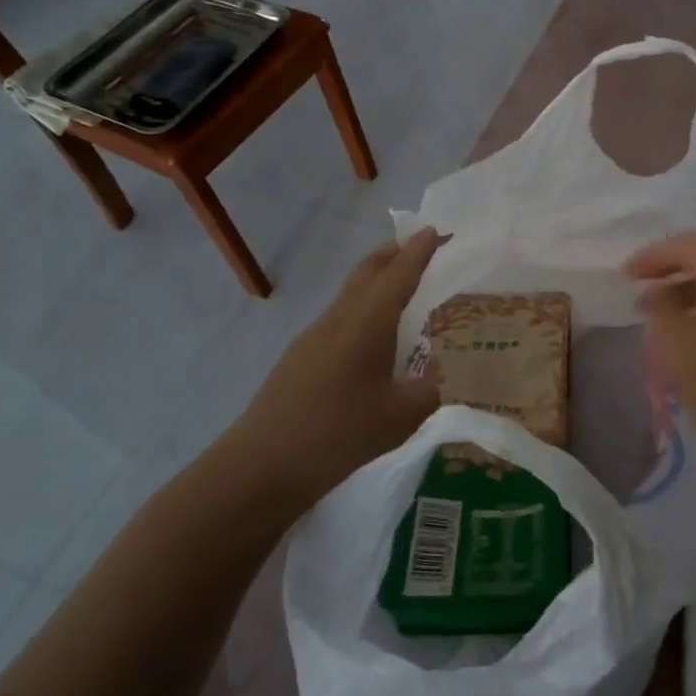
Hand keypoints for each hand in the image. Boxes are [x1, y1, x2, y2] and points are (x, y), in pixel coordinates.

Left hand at [228, 228, 443, 503]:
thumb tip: (434, 382)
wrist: (262, 464)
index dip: (418, 252)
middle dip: (393, 253)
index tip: (434, 230)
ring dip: (375, 280)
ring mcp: (313, 337)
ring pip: (350, 294)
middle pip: (367, 272)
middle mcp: (339, 319)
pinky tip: (369, 336)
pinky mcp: (299, 357)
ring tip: (399, 287)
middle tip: (418, 245)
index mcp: (367, 324)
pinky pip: (339, 317)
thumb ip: (427, 393)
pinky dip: (361, 308)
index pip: (398, 275)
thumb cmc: (338, 433)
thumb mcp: (400, 418)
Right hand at [626, 232, 695, 502]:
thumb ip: (660, 307)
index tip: (626, 274)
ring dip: (684, 294)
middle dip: (670, 270)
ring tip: (654, 314)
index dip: (656, 254)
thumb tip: (656, 291)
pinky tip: (681, 338)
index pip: (694, 245)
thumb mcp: (677, 344)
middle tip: (639, 286)